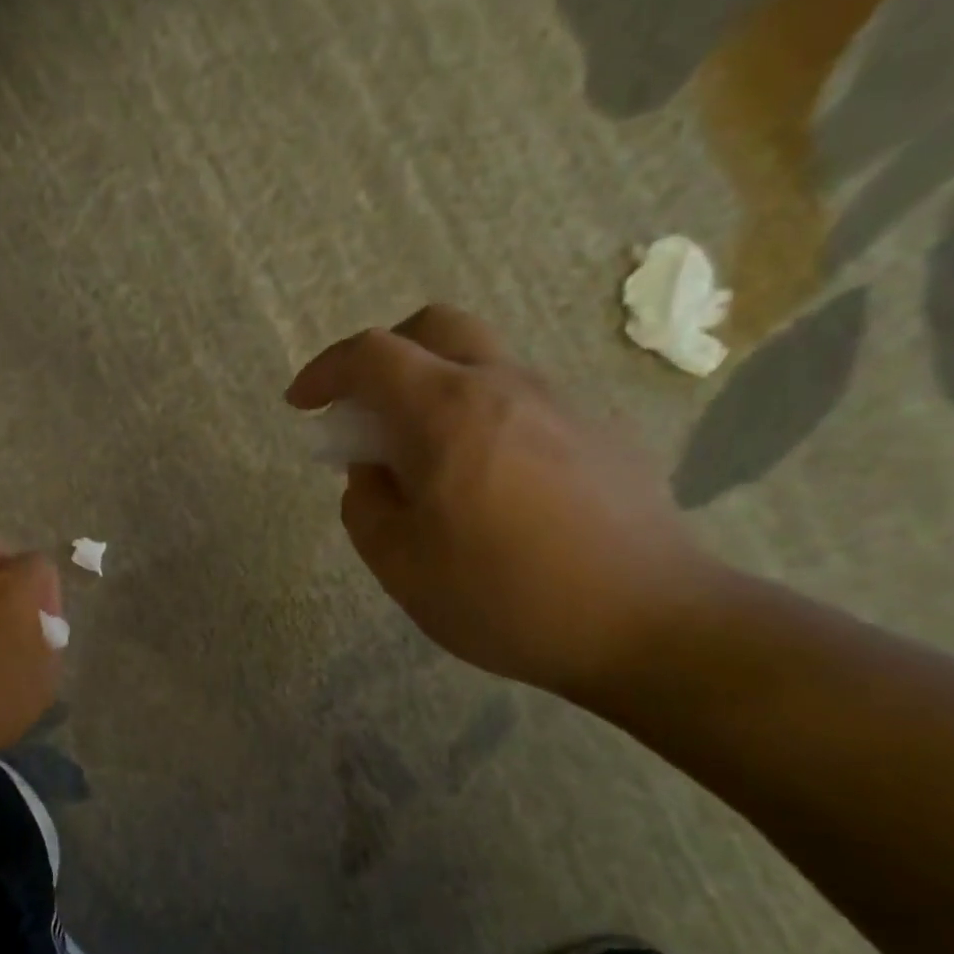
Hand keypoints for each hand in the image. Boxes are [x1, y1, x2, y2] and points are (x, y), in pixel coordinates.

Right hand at [287, 307, 717, 696]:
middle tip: (367, 411)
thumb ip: (366, 506)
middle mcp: (505, 386)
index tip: (303, 405)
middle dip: (384, 356)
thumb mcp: (401, 565)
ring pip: (483, 363)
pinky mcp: (600, 432)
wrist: (650, 625)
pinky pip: (523, 401)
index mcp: (446, 413)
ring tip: (431, 464)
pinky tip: (494, 486)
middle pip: (434, 328)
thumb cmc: (505, 597)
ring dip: (437, 390)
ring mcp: (561, 403)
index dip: (325, 371)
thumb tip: (375, 471)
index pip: (370, 356)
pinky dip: (484, 418)